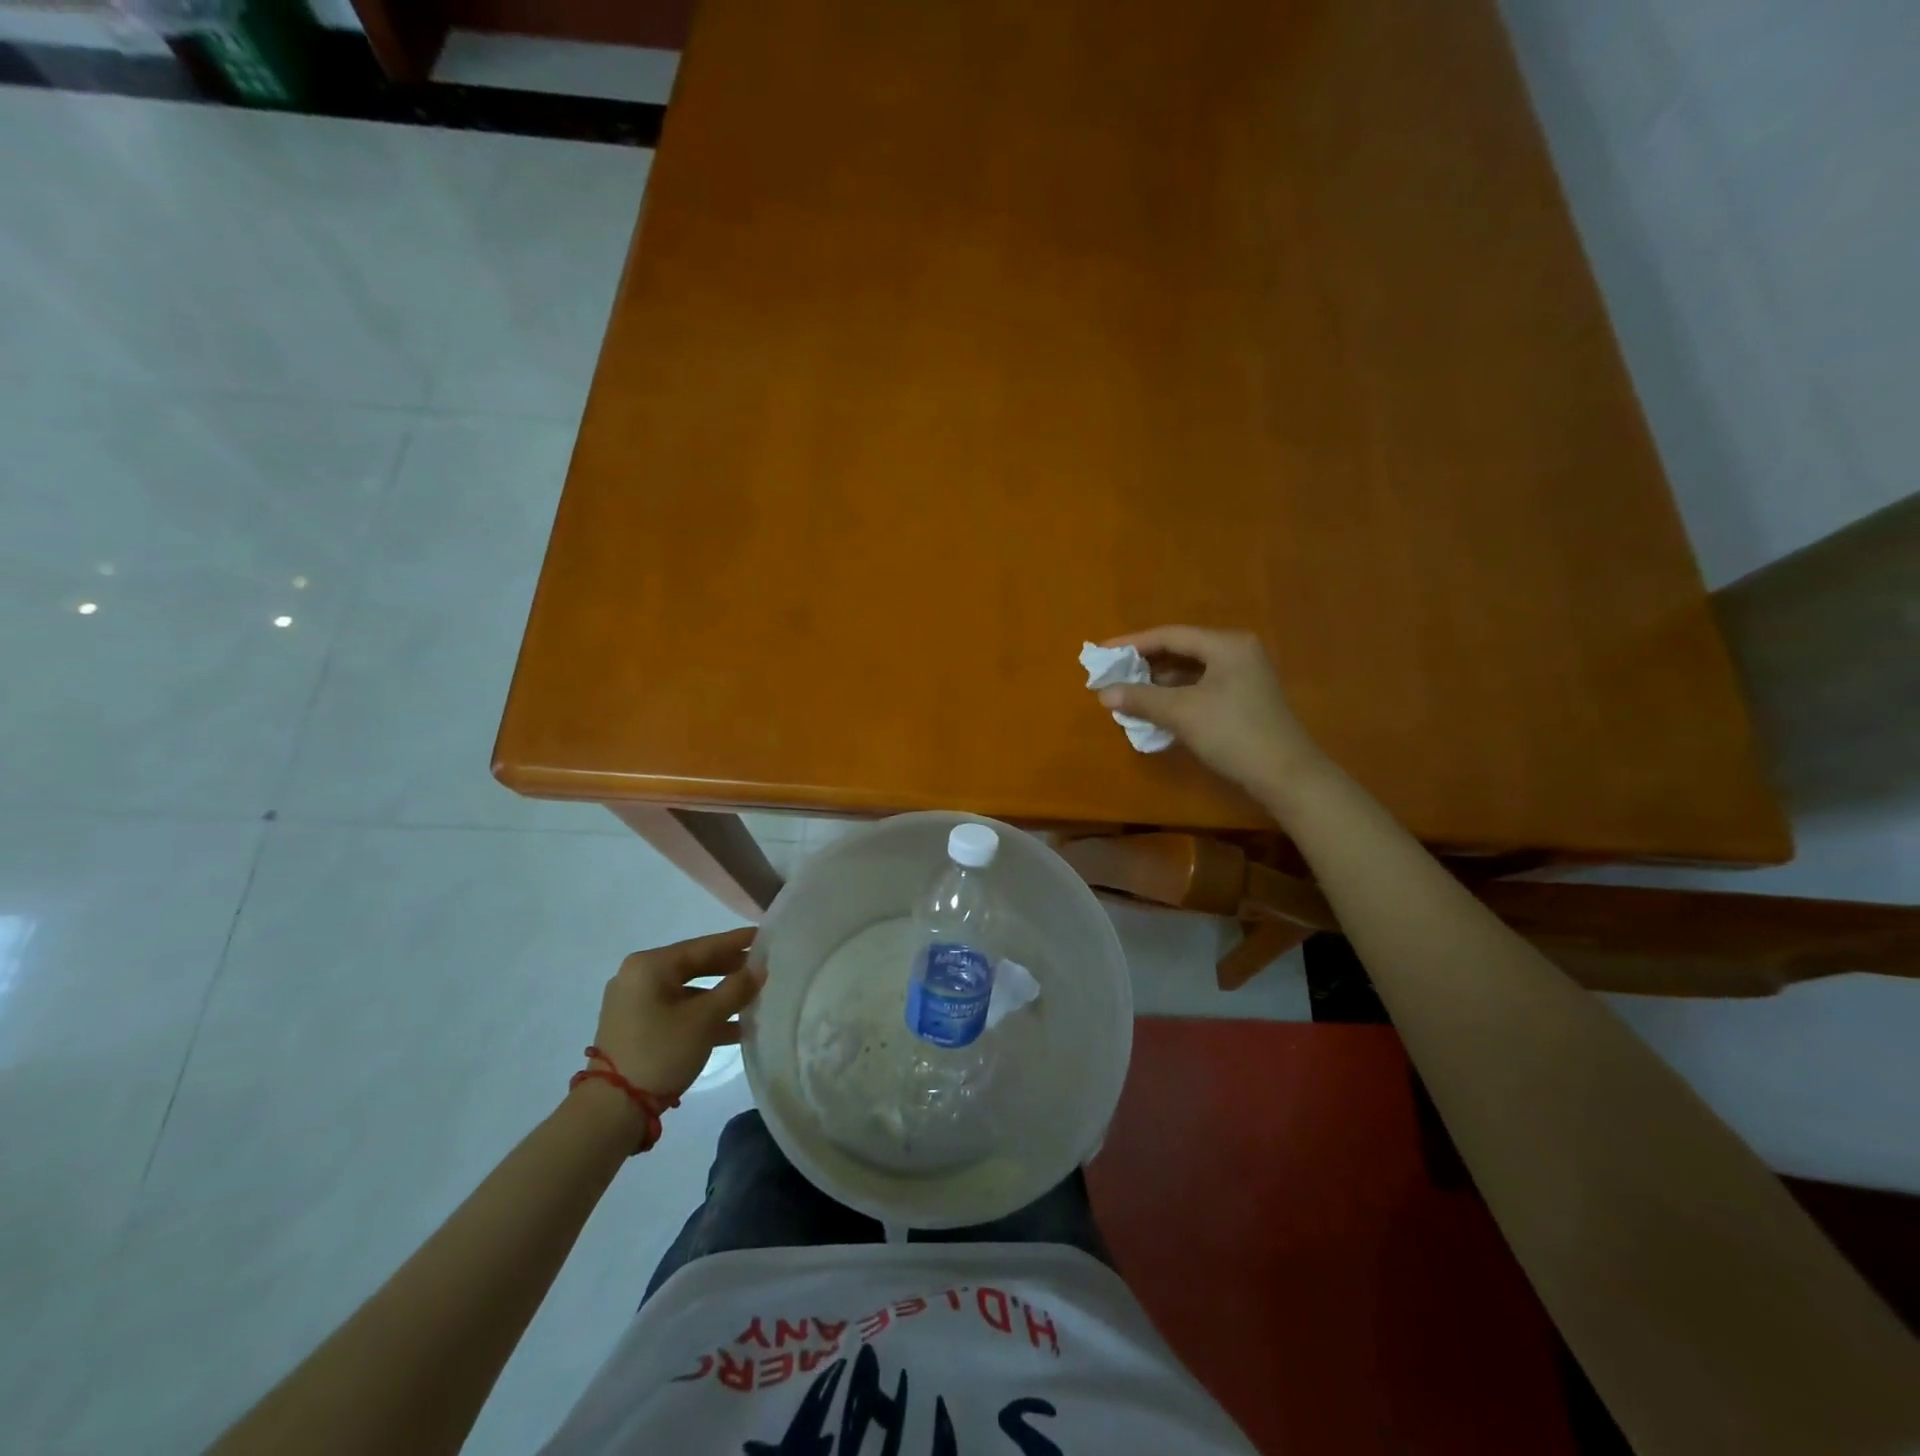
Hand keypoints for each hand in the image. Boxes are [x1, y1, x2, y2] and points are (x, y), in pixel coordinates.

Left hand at [590, 927, 764, 1097]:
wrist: (612, 1110)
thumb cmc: (660, 1052)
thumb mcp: (705, 1019)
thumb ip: (736, 989)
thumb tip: (760, 968)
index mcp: (650, 966)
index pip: (702, 946)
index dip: (736, 942)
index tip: (765, 936)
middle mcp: (638, 977)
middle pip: (694, 966)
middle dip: (730, 970)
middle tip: (763, 968)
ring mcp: (635, 1004)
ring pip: (688, 991)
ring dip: (720, 997)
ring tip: (755, 1000)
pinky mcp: (636, 1028)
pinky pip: (677, 1011)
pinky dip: (703, 1016)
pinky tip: (734, 1028)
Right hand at [1098, 626, 1324, 799]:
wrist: (1285, 775)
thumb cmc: (1232, 734)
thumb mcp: (1181, 713)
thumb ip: (1140, 698)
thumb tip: (1103, 693)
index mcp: (1226, 645)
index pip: (1170, 635)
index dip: (1132, 644)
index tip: (1102, 653)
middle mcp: (1237, 652)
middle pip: (1181, 650)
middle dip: (1145, 663)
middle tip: (1113, 673)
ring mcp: (1244, 676)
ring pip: (1191, 670)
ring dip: (1159, 681)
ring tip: (1129, 691)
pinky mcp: (1245, 699)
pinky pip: (1202, 686)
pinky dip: (1176, 694)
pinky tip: (1156, 708)